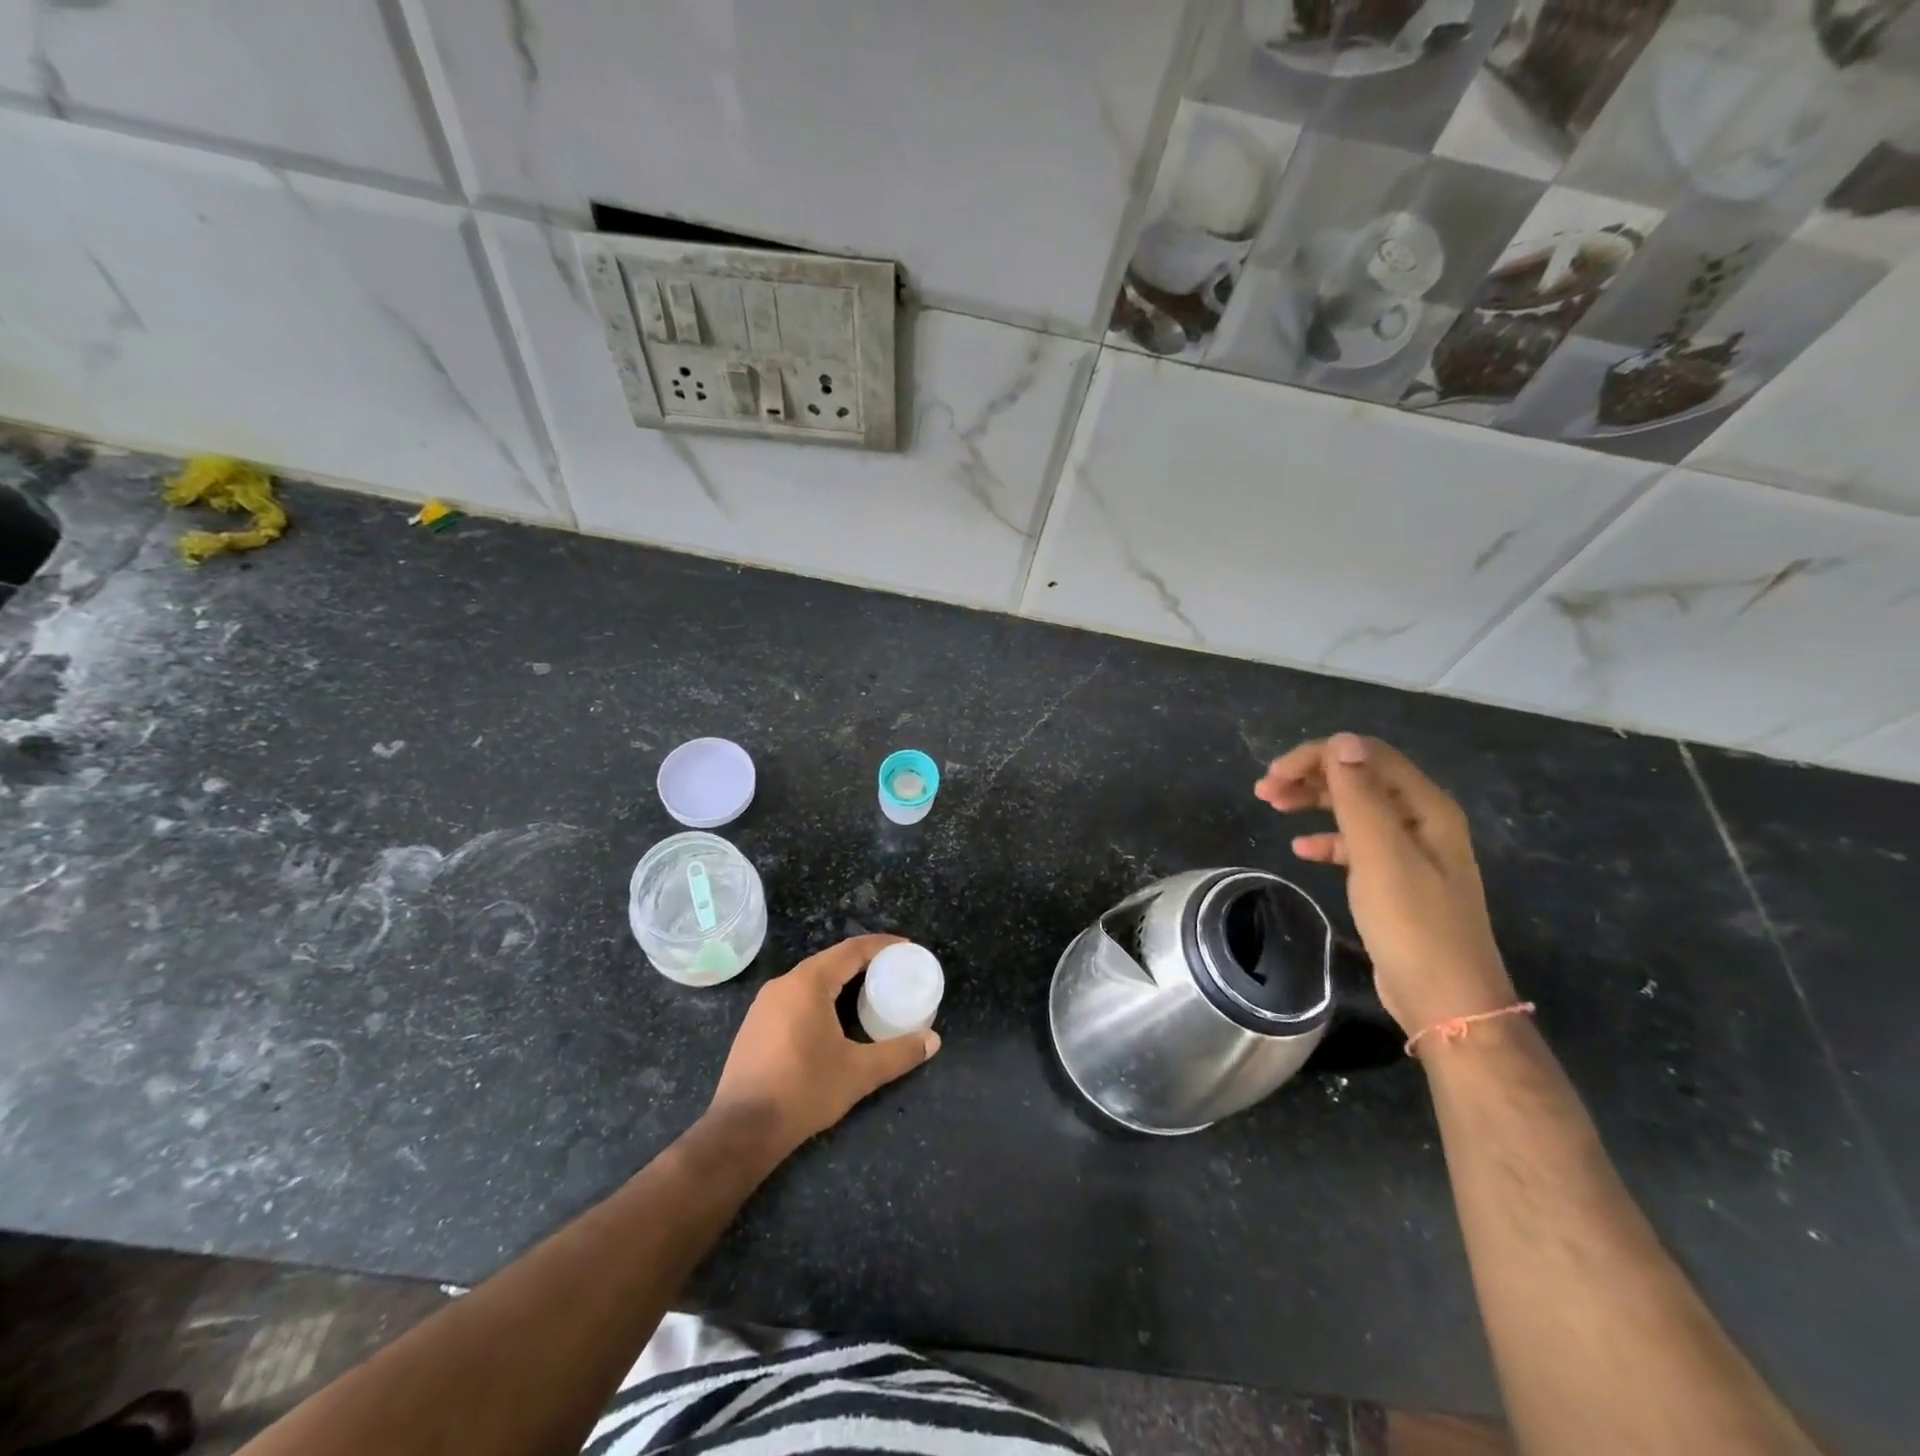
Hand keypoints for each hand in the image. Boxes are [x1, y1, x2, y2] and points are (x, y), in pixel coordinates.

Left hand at [707, 935, 939, 1155]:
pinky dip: (822, 995)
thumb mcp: (859, 1072)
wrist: (743, 1129)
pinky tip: (835, 1016)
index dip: (882, 945)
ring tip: (871, 991)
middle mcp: (784, 984)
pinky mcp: (756, 1024)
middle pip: (831, 960)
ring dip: (842, 979)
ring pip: (812, 979)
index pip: (852, 950)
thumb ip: (898, 1053)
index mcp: (808, 983)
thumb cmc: (804, 1090)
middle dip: (865, 962)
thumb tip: (933, 1041)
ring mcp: (765, 1004)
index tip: (908, 949)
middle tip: (895, 971)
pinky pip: (796, 996)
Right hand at [1255, 733, 1516, 1037]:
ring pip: (1354, 808)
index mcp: (1425, 807)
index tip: (1274, 775)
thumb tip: (1341, 741)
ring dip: (1314, 802)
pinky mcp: (1396, 881)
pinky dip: (1326, 839)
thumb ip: (1359, 795)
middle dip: (1311, 776)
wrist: (1445, 1000)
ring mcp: (1410, 852)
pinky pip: (1355, 844)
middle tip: (1264, 790)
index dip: (1318, 756)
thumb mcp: (1380, 854)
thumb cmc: (1412, 924)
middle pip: (1360, 778)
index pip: (1366, 756)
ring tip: (1273, 807)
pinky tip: (1301, 849)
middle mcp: (1422, 821)